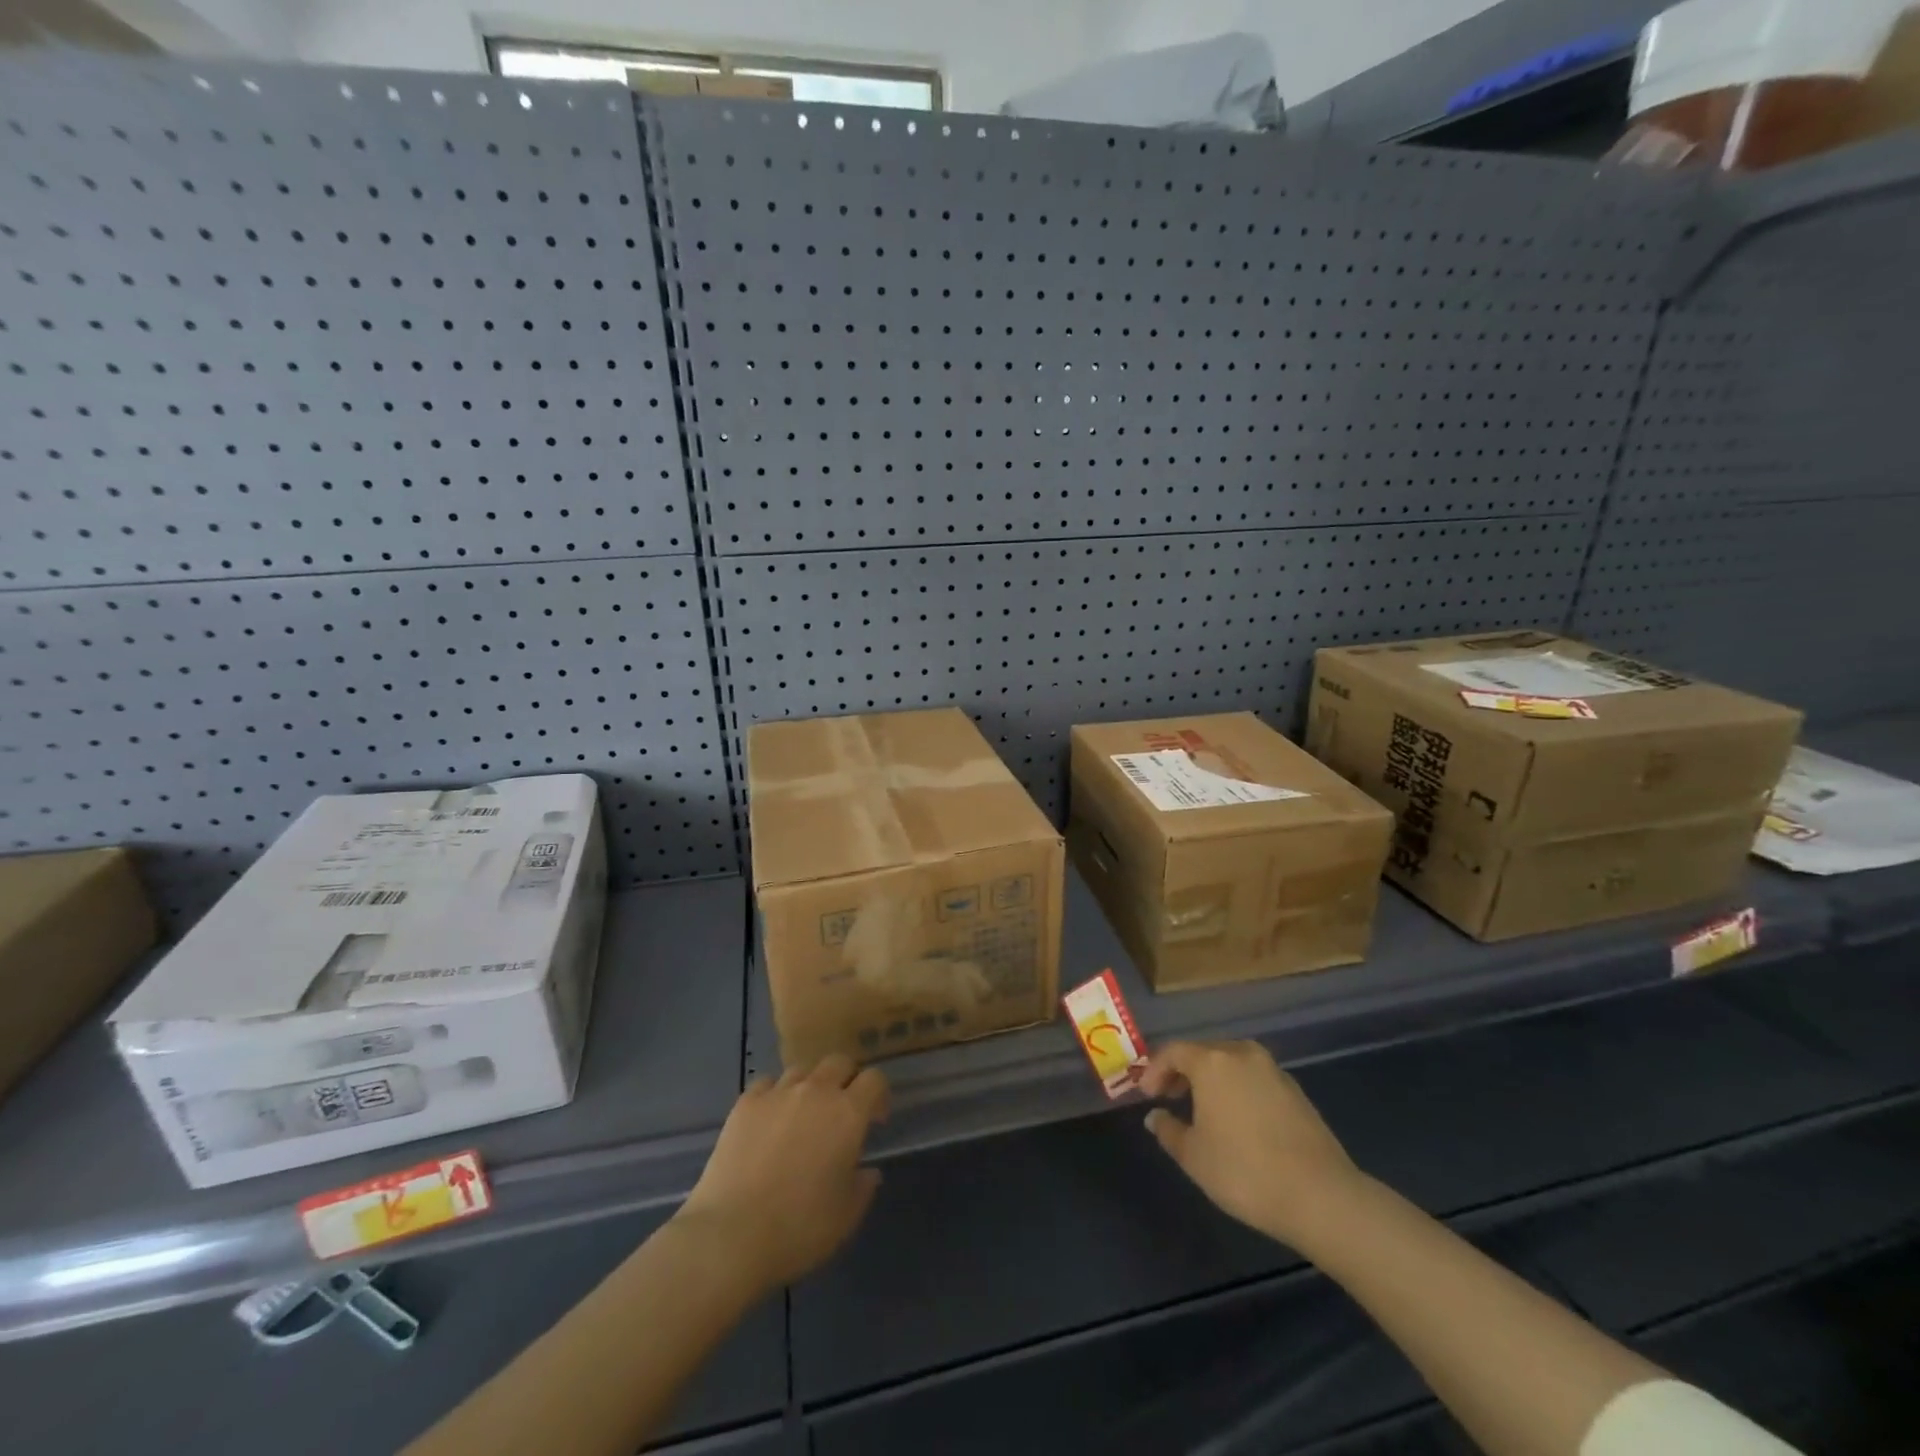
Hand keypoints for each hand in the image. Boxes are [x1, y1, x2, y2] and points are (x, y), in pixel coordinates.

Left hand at [675, 1055, 888, 1292]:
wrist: (731, 1235)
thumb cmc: (799, 1228)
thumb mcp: (846, 1216)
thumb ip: (863, 1186)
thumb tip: (868, 1171)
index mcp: (848, 1114)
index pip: (874, 1079)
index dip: (878, 1095)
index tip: (874, 1120)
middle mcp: (816, 1091)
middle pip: (838, 1062)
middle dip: (846, 1079)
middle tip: (841, 1110)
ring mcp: (777, 1093)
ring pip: (802, 1069)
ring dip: (810, 1085)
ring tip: (802, 1114)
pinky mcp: (745, 1103)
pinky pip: (767, 1083)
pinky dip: (774, 1095)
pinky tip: (769, 1119)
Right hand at [1140, 1040, 1364, 1247]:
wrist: (1321, 1196)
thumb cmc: (1245, 1171)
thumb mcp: (1194, 1156)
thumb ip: (1168, 1130)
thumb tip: (1155, 1116)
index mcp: (1212, 1061)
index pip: (1173, 1051)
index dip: (1154, 1070)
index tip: (1146, 1095)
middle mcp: (1242, 1054)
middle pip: (1203, 1052)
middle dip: (1182, 1072)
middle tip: (1169, 1097)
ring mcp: (1273, 1070)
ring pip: (1231, 1064)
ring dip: (1211, 1080)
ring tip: (1202, 1109)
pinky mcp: (1296, 1091)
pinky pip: (1254, 1079)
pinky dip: (1237, 1089)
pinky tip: (1237, 1120)